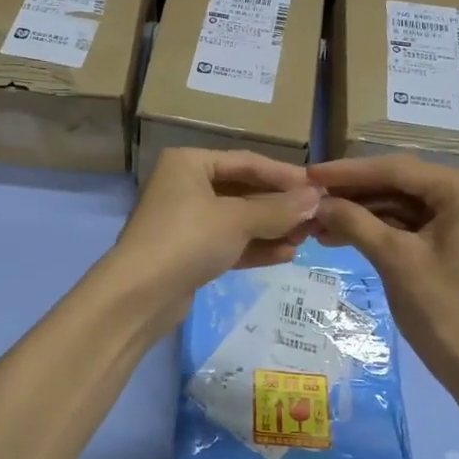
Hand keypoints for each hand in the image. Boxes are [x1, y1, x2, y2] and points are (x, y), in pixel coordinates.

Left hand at [104, 149, 321, 323]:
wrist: (139, 296)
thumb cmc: (187, 240)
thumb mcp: (237, 220)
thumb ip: (278, 209)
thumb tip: (316, 199)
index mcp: (189, 163)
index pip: (246, 162)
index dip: (284, 174)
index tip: (319, 187)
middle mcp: (185, 186)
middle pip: (243, 191)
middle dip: (279, 206)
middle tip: (317, 216)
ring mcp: (185, 221)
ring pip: (237, 220)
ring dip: (272, 228)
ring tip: (307, 238)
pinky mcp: (188, 253)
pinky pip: (228, 243)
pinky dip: (255, 247)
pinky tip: (287, 255)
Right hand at [309, 156, 458, 394]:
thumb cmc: (444, 310)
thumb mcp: (395, 260)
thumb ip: (355, 222)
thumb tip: (316, 202)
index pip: (397, 169)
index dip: (348, 172)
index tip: (308, 174)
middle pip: (398, 183)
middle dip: (352, 195)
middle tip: (306, 199)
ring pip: (399, 203)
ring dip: (360, 214)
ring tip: (315, 223)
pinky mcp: (454, 238)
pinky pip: (408, 223)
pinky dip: (376, 229)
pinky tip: (339, 235)